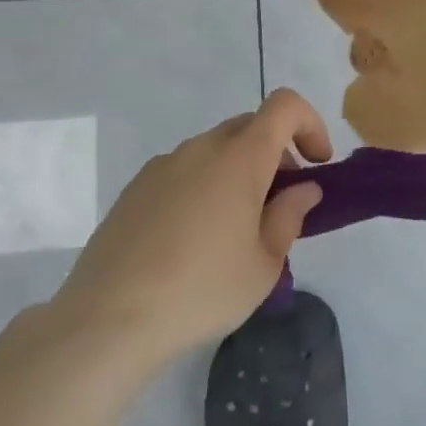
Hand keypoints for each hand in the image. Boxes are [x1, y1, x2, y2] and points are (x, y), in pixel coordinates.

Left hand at [53, 89, 331, 365]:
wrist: (107, 319)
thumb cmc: (202, 290)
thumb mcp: (265, 263)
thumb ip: (290, 216)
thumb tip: (302, 189)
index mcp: (240, 158)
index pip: (285, 106)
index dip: (310, 124)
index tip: (318, 165)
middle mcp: (201, 148)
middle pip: (250, 127)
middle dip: (277, 153)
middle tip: (281, 202)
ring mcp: (162, 166)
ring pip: (215, 150)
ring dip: (239, 171)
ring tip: (236, 229)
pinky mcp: (134, 189)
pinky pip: (184, 171)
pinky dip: (205, 187)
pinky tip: (194, 239)